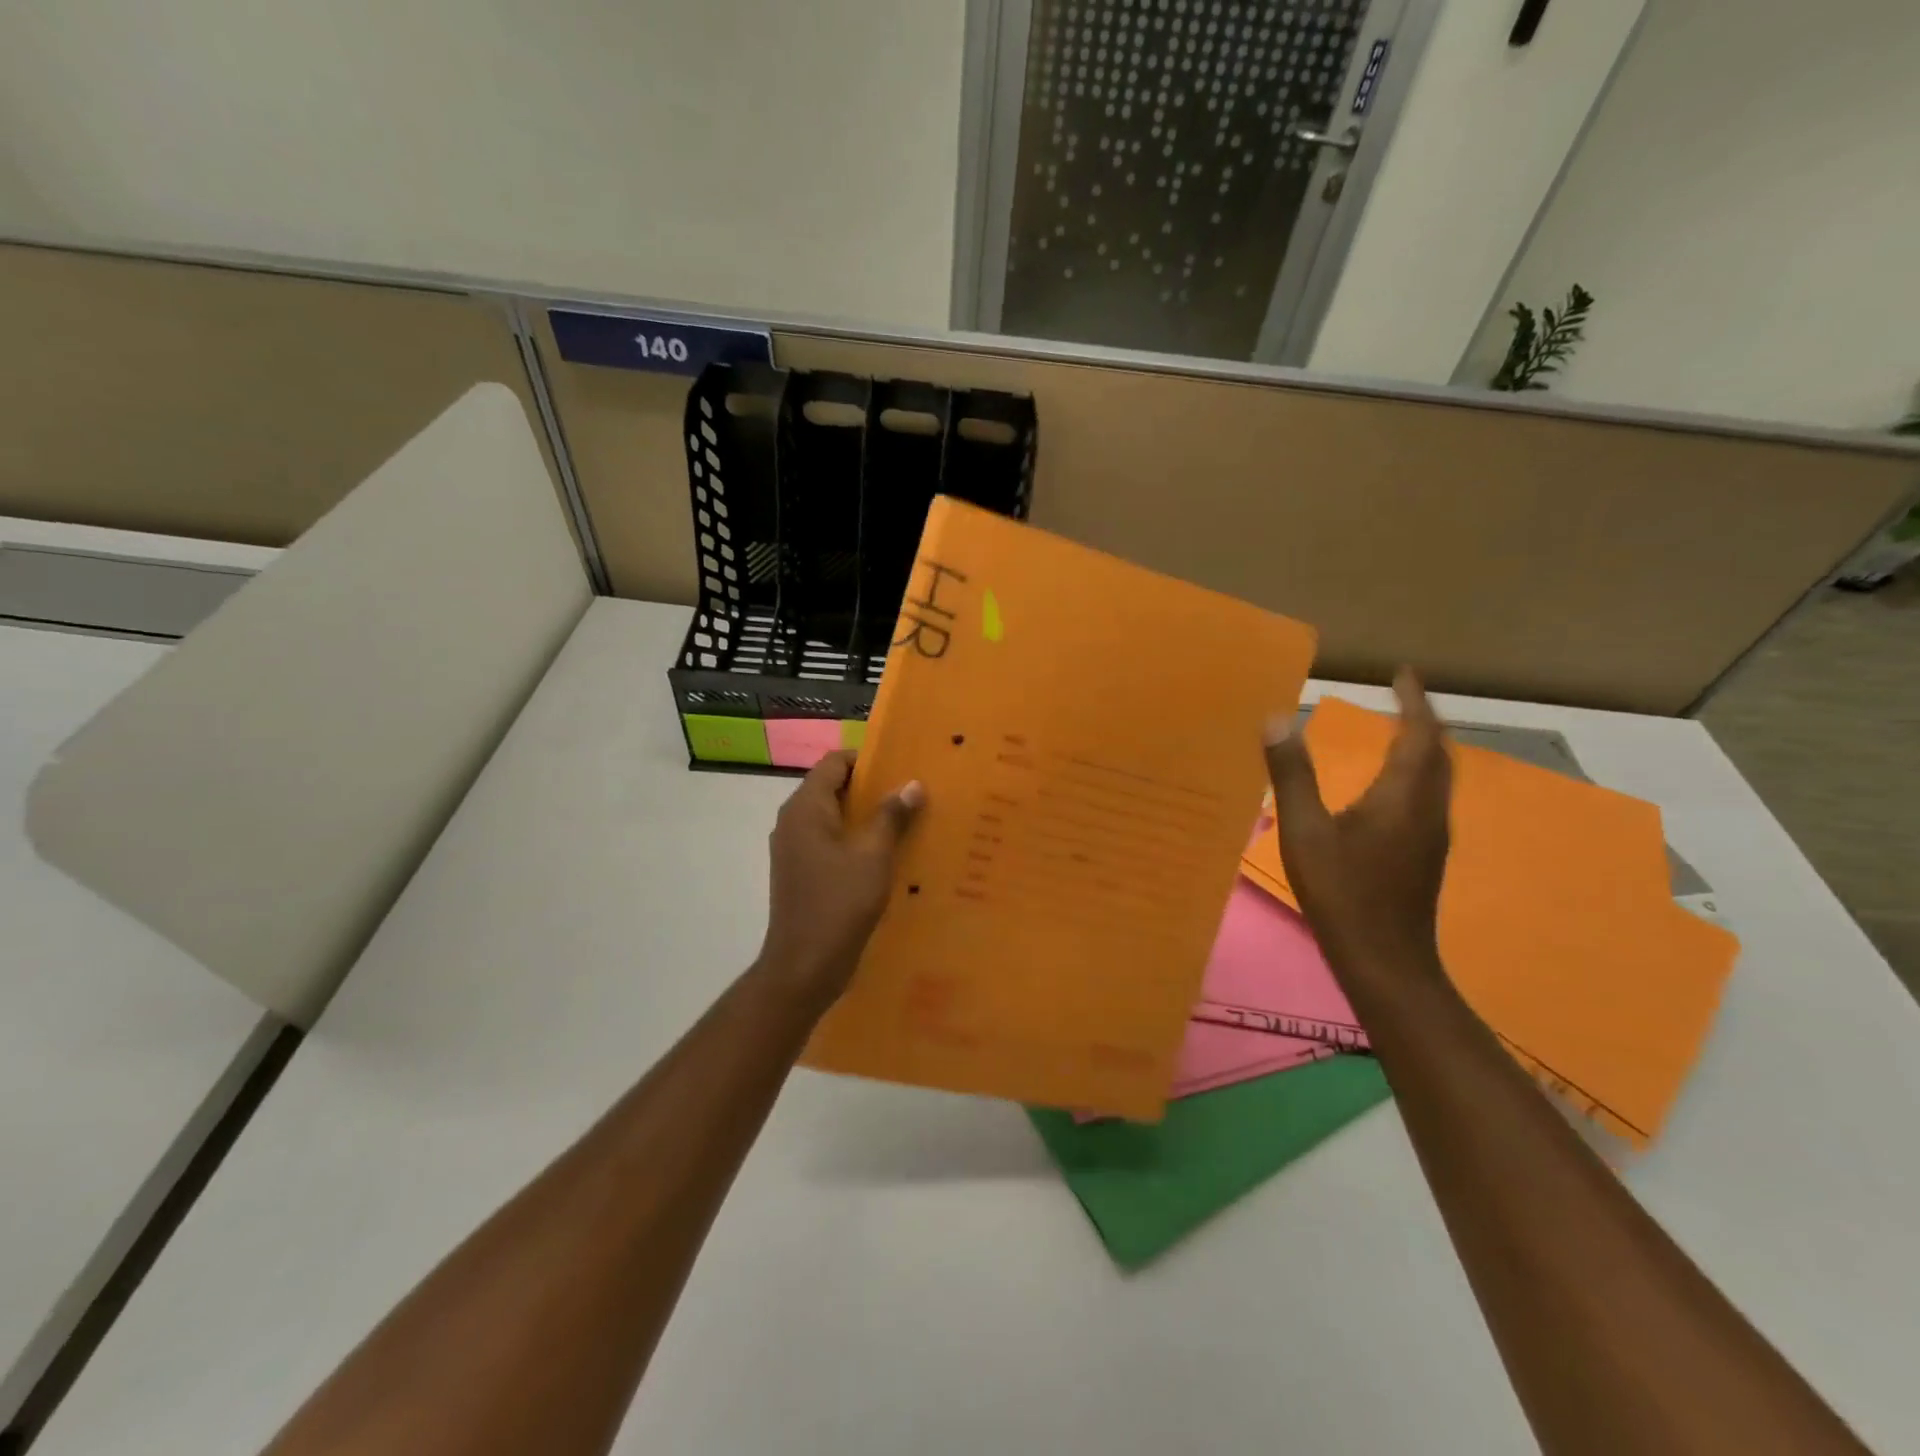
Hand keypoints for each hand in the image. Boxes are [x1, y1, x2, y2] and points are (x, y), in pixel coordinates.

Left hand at [755, 750, 923, 1013]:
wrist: (804, 966)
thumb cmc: (839, 903)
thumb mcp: (873, 856)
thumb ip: (892, 815)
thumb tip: (912, 783)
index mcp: (806, 808)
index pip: (834, 763)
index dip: (866, 760)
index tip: (901, 767)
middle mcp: (793, 821)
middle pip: (832, 788)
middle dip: (871, 788)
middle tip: (910, 793)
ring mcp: (793, 848)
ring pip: (832, 817)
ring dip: (865, 816)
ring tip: (904, 821)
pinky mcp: (800, 872)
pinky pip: (828, 842)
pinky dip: (854, 840)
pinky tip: (884, 855)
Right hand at [1264, 670, 1452, 987]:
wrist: (1385, 960)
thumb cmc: (1342, 892)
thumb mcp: (1304, 832)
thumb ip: (1291, 775)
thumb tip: (1278, 719)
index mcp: (1403, 796)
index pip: (1419, 734)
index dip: (1414, 700)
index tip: (1403, 673)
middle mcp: (1428, 809)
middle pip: (1438, 753)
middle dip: (1422, 719)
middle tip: (1401, 697)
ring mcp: (1432, 835)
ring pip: (1437, 776)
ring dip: (1423, 746)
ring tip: (1398, 730)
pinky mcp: (1425, 855)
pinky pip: (1428, 796)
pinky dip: (1415, 773)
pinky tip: (1390, 786)